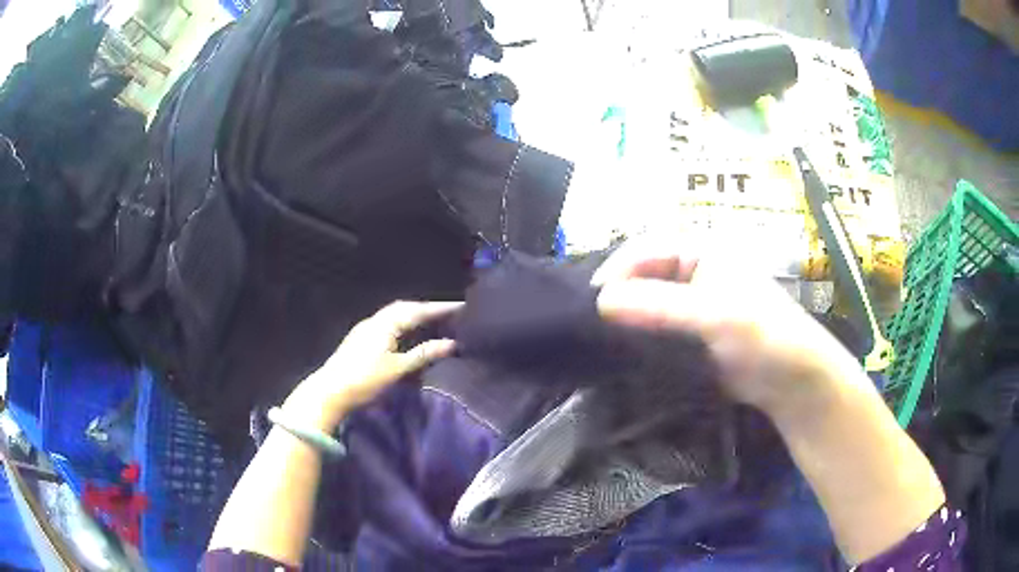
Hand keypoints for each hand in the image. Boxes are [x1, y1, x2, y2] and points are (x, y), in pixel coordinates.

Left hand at [284, 301, 460, 430]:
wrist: (329, 392)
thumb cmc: (365, 380)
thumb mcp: (398, 369)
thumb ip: (424, 354)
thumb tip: (452, 344)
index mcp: (385, 324)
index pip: (417, 311)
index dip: (440, 309)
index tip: (461, 306)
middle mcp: (375, 321)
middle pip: (404, 308)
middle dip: (426, 309)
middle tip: (447, 313)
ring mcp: (365, 330)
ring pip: (394, 316)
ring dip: (413, 315)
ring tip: (431, 321)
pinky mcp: (360, 340)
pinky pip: (387, 324)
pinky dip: (402, 324)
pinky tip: (406, 335)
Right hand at [594, 240, 864, 418]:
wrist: (793, 382)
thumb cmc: (764, 336)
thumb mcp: (716, 316)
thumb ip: (660, 306)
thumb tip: (600, 301)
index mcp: (701, 251)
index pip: (646, 249)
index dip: (616, 271)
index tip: (590, 303)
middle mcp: (692, 272)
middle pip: (641, 275)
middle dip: (616, 297)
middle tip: (589, 325)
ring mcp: (690, 306)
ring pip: (645, 305)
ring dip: (623, 321)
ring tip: (598, 342)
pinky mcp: (689, 336)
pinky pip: (654, 331)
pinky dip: (636, 340)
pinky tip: (619, 355)